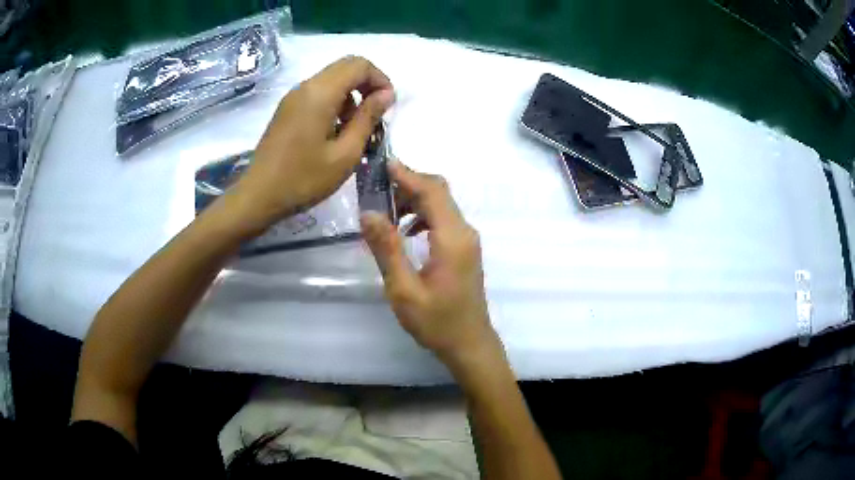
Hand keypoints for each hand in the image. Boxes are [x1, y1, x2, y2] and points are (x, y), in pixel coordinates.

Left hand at [231, 56, 393, 231]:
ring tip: (356, 128)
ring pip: (332, 79)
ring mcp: (293, 96)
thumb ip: (368, 118)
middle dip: (367, 84)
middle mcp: (305, 86)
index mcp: (320, 93)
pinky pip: (318, 92)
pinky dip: (335, 102)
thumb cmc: (304, 179)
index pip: (359, 65)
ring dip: (351, 95)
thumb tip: (386, 94)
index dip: (380, 79)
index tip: (388, 106)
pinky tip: (335, 131)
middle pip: (345, 67)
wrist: (258, 196)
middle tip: (376, 115)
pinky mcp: (287, 108)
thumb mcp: (345, 154)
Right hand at [361, 161, 503, 371]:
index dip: (407, 174)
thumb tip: (368, 212)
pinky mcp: (464, 248)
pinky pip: (443, 219)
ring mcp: (467, 240)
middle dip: (408, 183)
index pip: (431, 191)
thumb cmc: (437, 323)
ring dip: (415, 199)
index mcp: (452, 238)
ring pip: (441, 204)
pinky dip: (423, 215)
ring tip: (386, 210)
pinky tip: (405, 231)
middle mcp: (464, 232)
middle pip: (439, 192)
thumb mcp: (404, 290)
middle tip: (376, 188)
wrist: (469, 344)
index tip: (380, 165)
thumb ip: (387, 249)